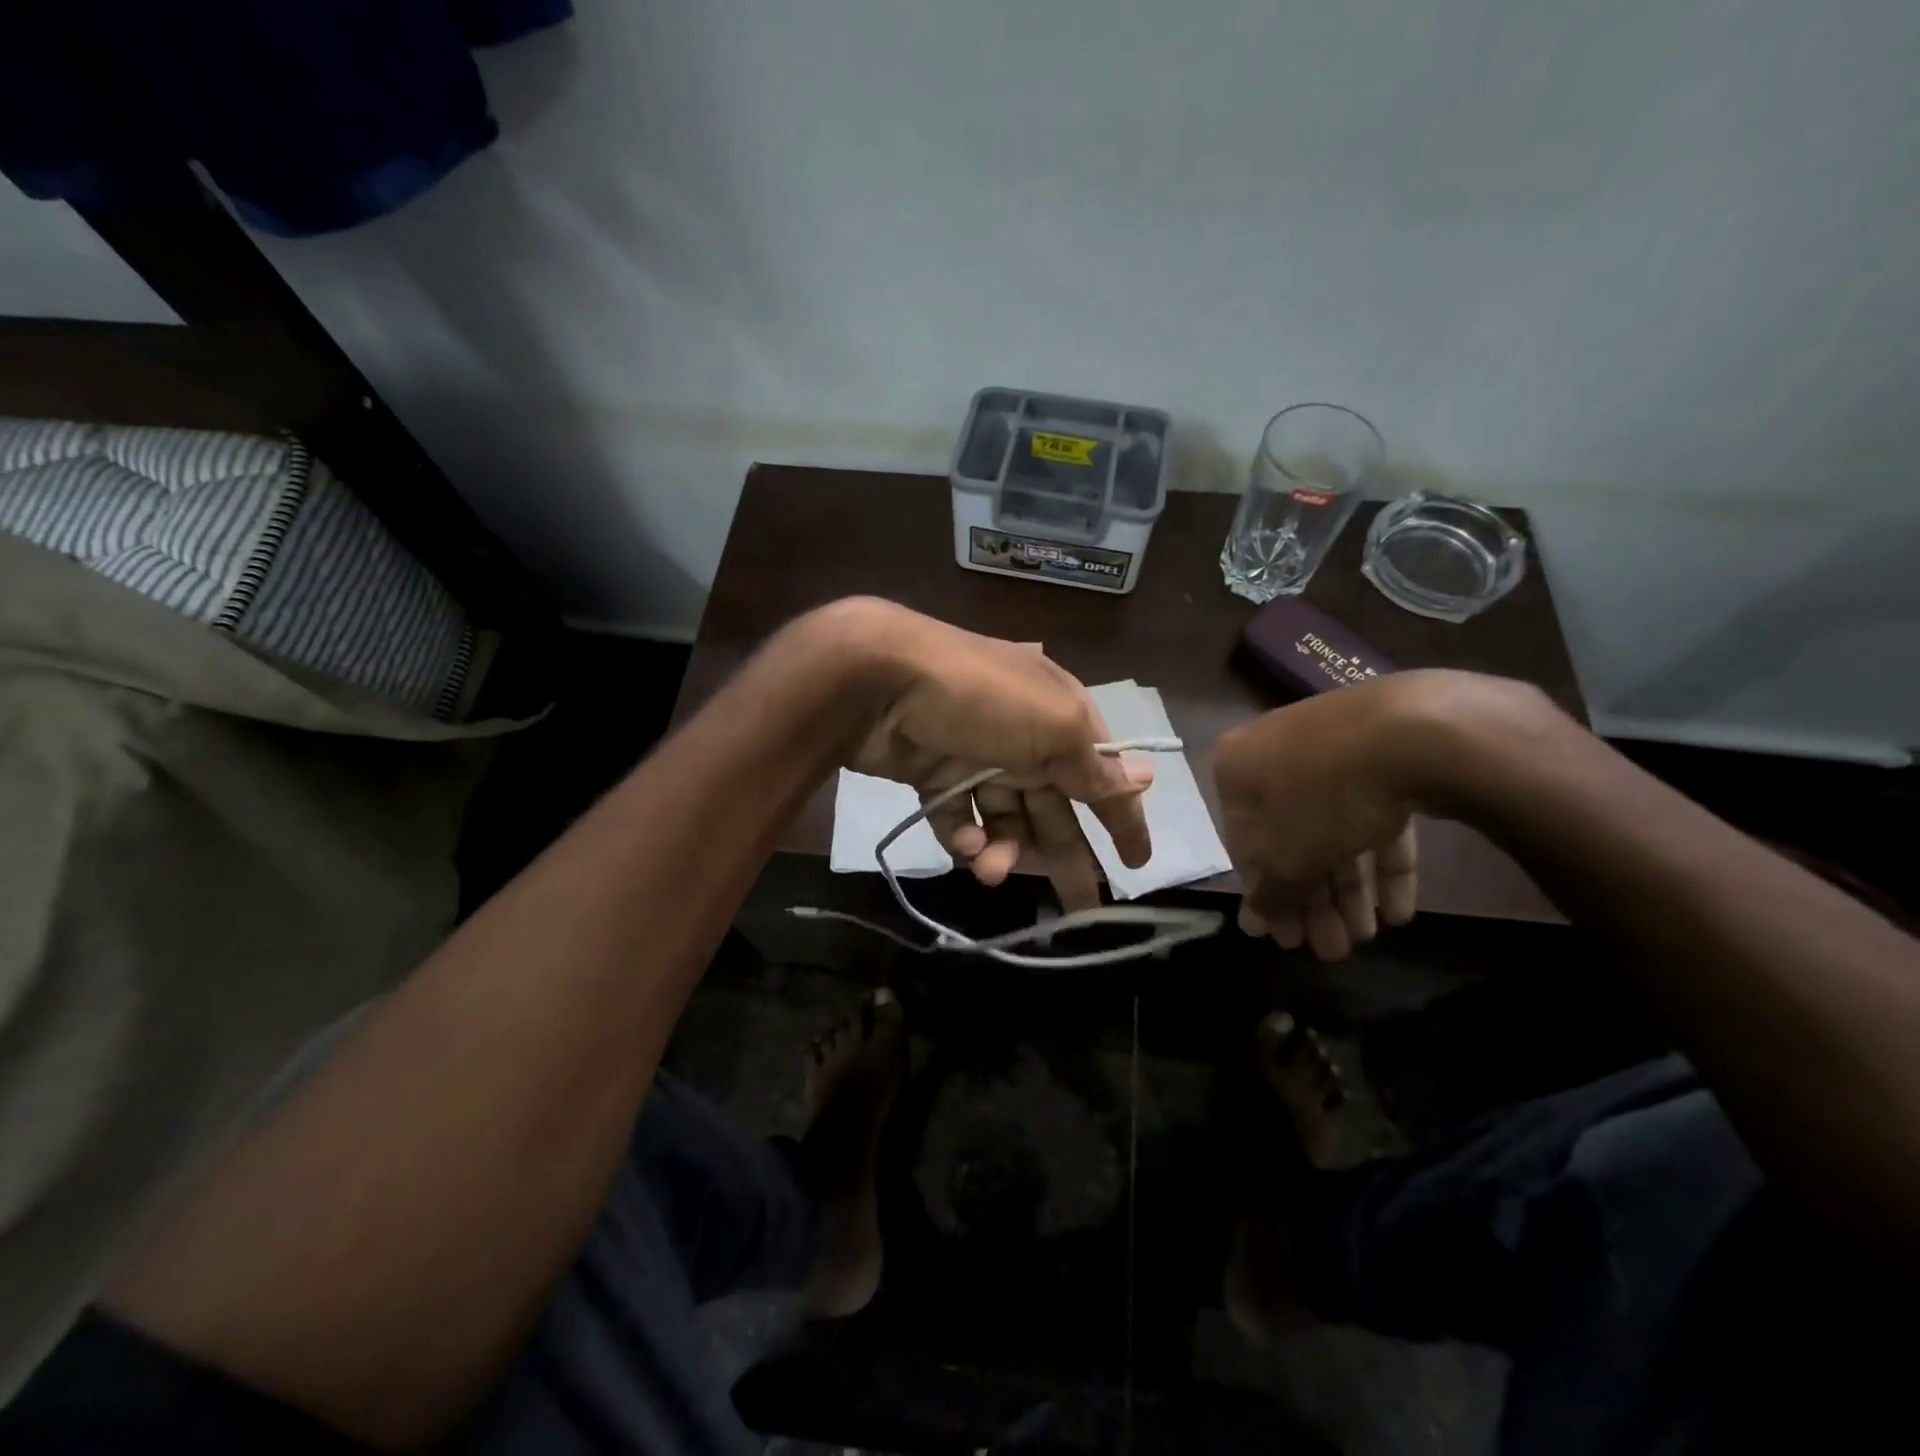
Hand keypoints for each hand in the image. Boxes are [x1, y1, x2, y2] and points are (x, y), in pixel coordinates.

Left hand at [834, 600, 1152, 911]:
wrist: (880, 679)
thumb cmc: (982, 697)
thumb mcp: (1053, 725)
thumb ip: (1093, 764)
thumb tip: (1143, 780)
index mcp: (1059, 717)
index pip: (1101, 773)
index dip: (1122, 817)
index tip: (1138, 863)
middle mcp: (1022, 737)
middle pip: (1054, 807)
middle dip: (1067, 855)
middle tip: (1080, 910)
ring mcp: (974, 757)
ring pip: (1004, 819)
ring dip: (1005, 849)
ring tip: (992, 870)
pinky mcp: (932, 774)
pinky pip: (958, 817)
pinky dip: (963, 836)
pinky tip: (964, 846)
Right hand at [1213, 675, 1432, 959]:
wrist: (1414, 730)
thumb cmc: (1323, 795)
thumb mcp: (1287, 856)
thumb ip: (1270, 893)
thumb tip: (1255, 921)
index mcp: (1239, 770)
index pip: (1244, 845)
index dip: (1267, 898)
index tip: (1287, 941)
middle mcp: (1277, 757)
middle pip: (1293, 841)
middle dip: (1314, 902)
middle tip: (1331, 950)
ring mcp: (1334, 753)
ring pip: (1335, 831)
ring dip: (1349, 891)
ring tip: (1368, 938)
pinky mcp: (1385, 757)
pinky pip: (1376, 817)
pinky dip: (1383, 862)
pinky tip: (1399, 911)